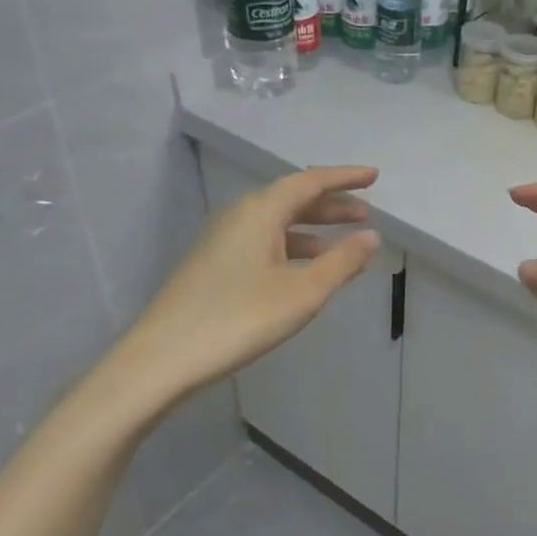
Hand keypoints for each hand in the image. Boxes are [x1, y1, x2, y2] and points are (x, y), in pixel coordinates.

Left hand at [85, 166, 380, 434]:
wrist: (162, 358)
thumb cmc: (239, 318)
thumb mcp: (302, 292)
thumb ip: (342, 262)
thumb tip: (371, 237)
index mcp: (260, 211)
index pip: (309, 182)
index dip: (344, 178)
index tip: (374, 177)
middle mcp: (239, 216)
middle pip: (292, 199)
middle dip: (331, 205)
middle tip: (365, 214)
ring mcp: (222, 240)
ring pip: (276, 223)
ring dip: (312, 229)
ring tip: (342, 245)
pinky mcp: (213, 264)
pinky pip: (262, 242)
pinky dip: (291, 247)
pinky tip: (303, 271)